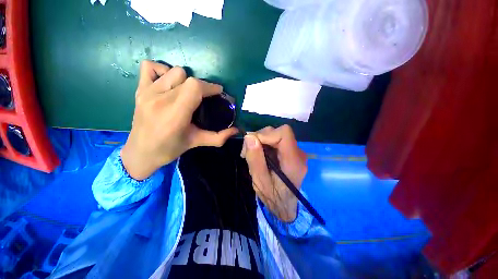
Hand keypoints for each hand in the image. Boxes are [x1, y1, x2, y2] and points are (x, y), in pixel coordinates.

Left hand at [121, 60, 237, 179]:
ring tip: (186, 93)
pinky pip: (150, 67)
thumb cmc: (170, 149)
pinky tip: (168, 84)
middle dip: (201, 86)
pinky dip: (162, 71)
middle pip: (187, 78)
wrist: (140, 152)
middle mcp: (160, 100)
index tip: (218, 92)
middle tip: (203, 98)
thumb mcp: (197, 142)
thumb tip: (236, 131)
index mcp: (175, 114)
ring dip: (185, 80)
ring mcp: (147, 93)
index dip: (209, 87)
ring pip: (173, 71)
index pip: (194, 87)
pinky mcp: (139, 90)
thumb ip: (219, 137)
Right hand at [240, 125, 307, 221]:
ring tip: (251, 154)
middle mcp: (298, 153)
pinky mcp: (290, 152)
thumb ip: (255, 159)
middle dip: (260, 138)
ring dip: (260, 141)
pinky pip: (275, 140)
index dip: (266, 134)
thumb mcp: (260, 181)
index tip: (251, 144)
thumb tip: (249, 137)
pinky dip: (264, 144)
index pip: (284, 133)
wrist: (285, 206)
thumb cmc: (273, 197)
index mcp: (293, 161)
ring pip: (275, 134)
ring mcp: (295, 152)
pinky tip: (258, 154)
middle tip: (247, 152)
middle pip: (278, 132)